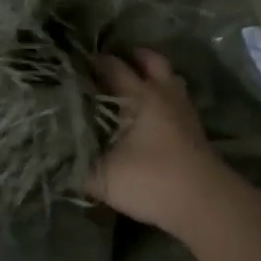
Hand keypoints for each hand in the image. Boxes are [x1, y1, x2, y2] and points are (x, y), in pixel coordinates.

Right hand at [90, 49, 229, 234]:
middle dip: (133, 56)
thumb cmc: (152, 181)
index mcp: (140, 97)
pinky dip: (164, 99)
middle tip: (112, 60)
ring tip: (136, 82)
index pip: (114, 67)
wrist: (205, 204)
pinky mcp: (195, 132)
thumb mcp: (103, 178)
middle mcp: (164, 96)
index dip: (94, 61)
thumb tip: (55, 156)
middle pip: (152, 62)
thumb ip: (76, 166)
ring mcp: (184, 113)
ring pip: (171, 80)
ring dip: (154, 75)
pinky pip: (178, 101)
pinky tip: (152, 115)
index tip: (74, 60)